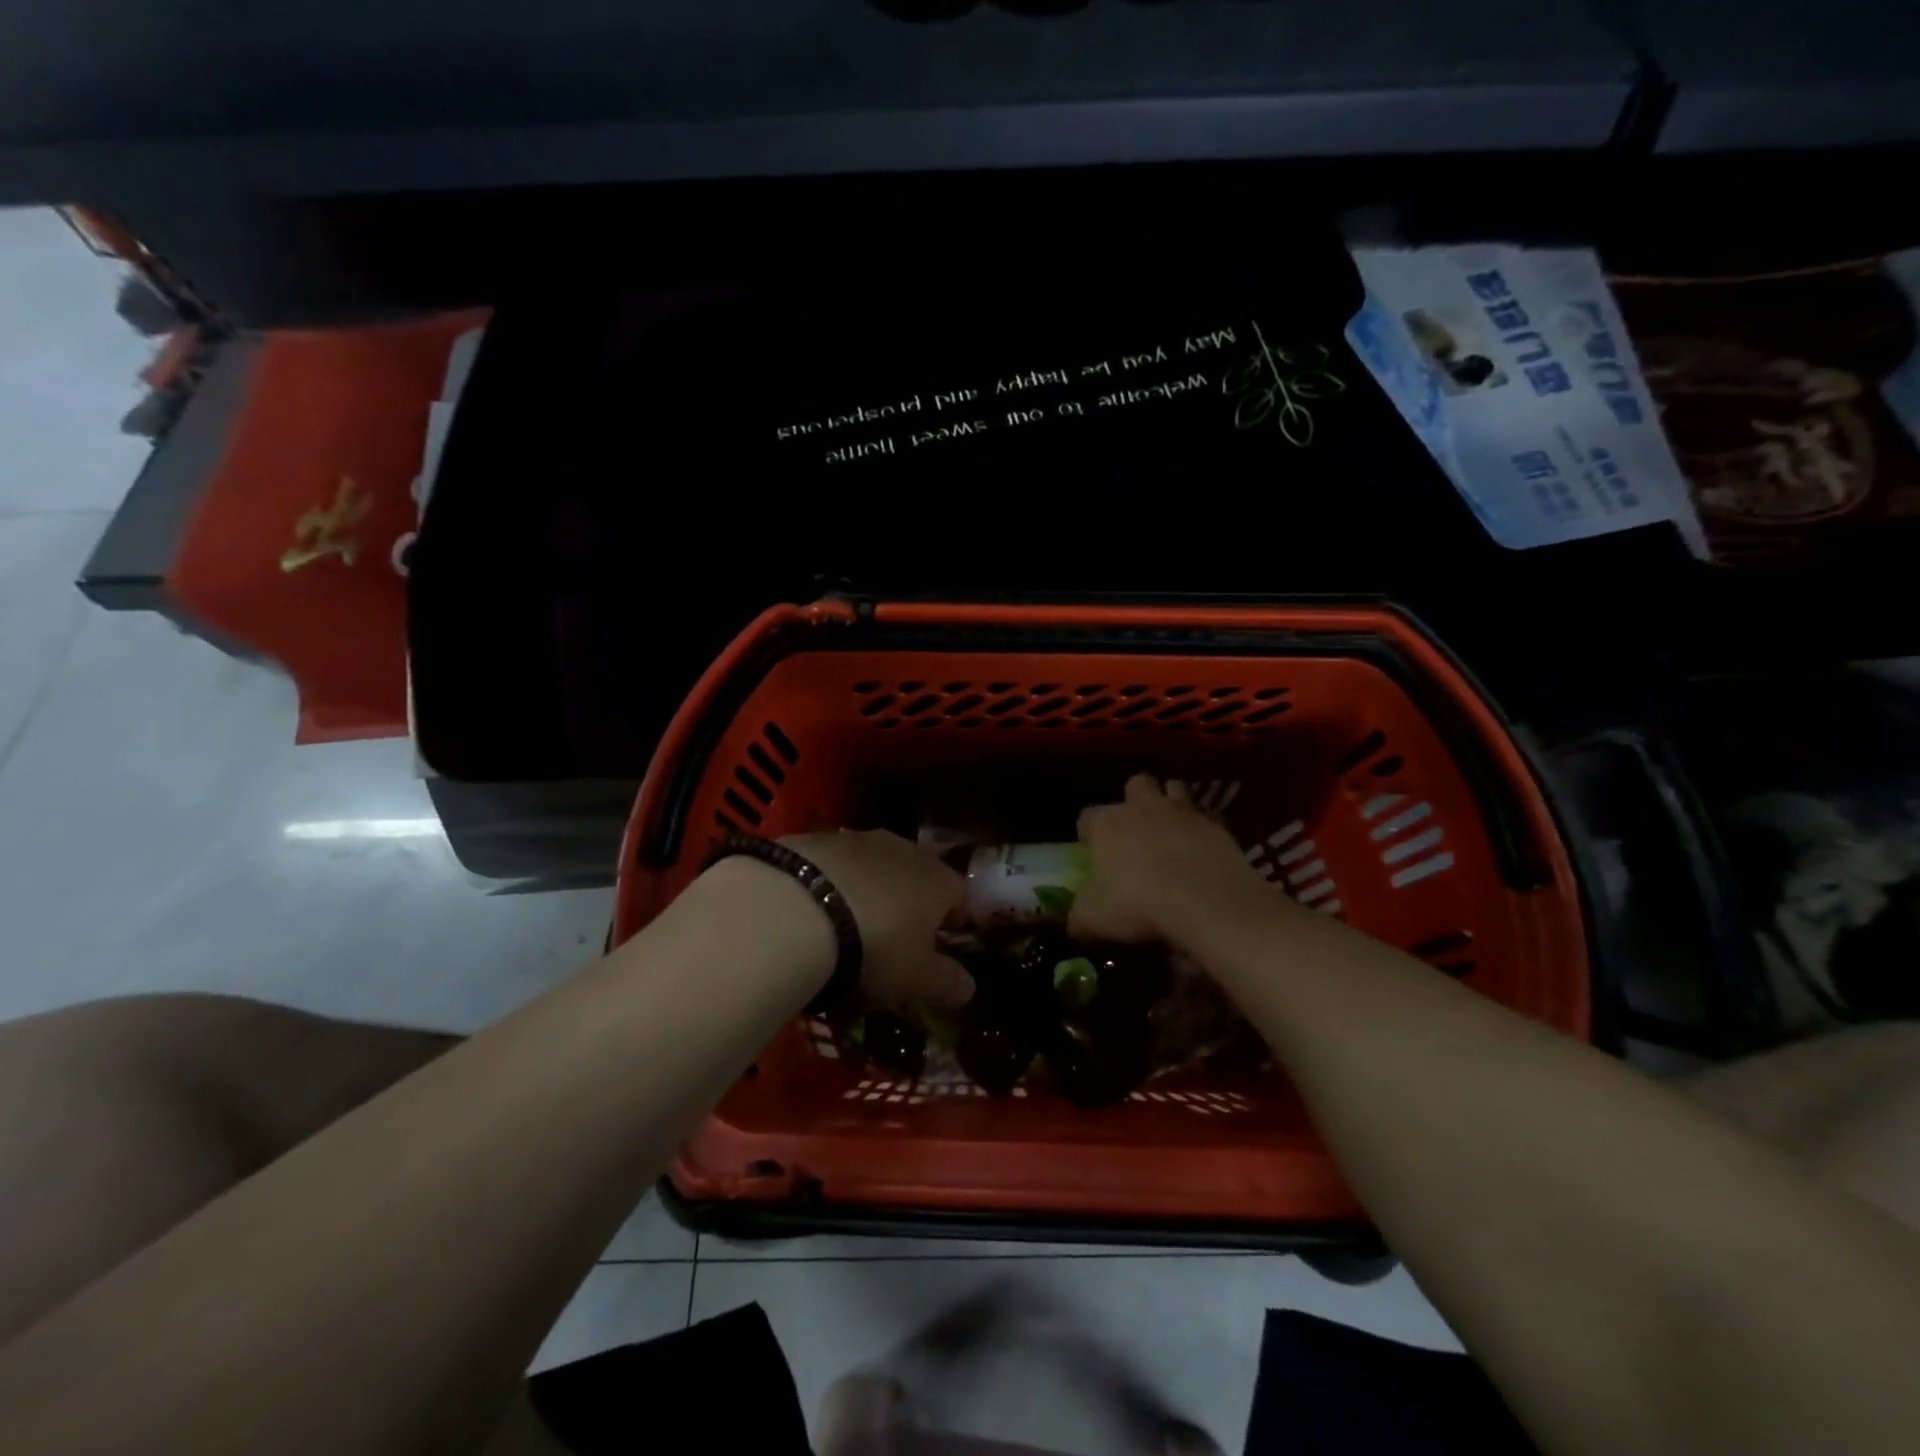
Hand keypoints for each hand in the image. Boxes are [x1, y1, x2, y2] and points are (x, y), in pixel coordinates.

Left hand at [782, 830, 974, 1010]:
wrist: (797, 908)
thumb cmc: (875, 946)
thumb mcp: (915, 978)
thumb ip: (945, 982)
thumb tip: (969, 987)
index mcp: (938, 879)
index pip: (959, 894)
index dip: (954, 918)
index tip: (943, 943)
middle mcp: (903, 849)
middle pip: (916, 874)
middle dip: (909, 901)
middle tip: (894, 938)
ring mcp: (856, 840)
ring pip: (872, 866)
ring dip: (867, 889)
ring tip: (848, 926)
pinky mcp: (814, 840)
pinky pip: (832, 866)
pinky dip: (830, 885)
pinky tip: (812, 913)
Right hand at [1070, 775, 1276, 949]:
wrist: (1206, 902)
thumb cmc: (1137, 904)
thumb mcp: (1093, 919)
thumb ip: (1079, 917)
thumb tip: (1074, 923)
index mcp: (1106, 824)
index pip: (1087, 817)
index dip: (1088, 833)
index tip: (1093, 853)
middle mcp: (1142, 808)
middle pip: (1136, 785)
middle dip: (1134, 801)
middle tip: (1136, 831)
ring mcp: (1183, 813)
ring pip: (1174, 789)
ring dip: (1171, 803)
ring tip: (1171, 831)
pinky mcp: (1217, 826)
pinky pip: (1207, 818)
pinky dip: (1203, 831)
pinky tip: (1203, 853)